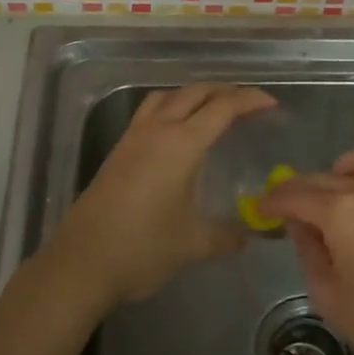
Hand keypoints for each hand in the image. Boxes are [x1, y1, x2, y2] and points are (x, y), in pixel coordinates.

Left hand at [49, 83, 276, 308]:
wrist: (82, 262)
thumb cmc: (143, 248)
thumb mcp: (194, 244)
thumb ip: (227, 236)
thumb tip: (250, 236)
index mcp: (181, 144)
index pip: (222, 108)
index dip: (249, 101)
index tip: (271, 105)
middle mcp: (157, 130)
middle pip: (195, 93)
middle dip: (224, 92)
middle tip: (248, 106)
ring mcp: (133, 138)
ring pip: (168, 97)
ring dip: (194, 95)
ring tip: (213, 110)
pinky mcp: (118, 151)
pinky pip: (150, 112)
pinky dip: (171, 108)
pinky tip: (177, 133)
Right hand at [260, 145, 353, 354]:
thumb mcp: (332, 298)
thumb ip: (309, 253)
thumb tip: (299, 225)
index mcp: (342, 213)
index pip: (295, 196)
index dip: (272, 203)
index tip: (258, 211)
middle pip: (320, 178)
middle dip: (296, 191)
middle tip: (281, 211)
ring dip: (331, 176)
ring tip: (322, 202)